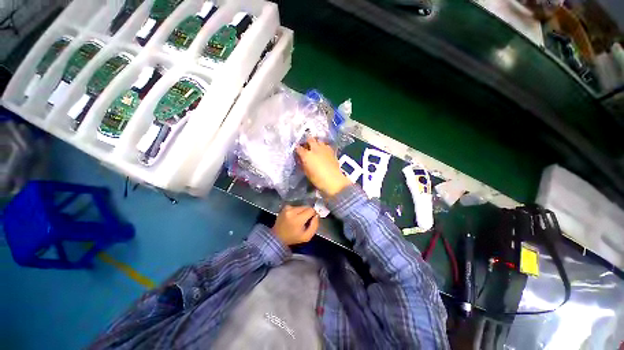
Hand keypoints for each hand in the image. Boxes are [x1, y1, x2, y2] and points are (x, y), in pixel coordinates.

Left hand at [272, 205, 319, 245]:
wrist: (277, 237)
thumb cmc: (293, 238)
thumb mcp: (307, 237)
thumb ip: (314, 226)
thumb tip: (317, 215)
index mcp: (297, 219)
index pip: (311, 210)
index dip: (313, 214)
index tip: (311, 220)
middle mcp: (292, 211)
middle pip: (306, 207)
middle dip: (308, 212)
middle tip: (305, 220)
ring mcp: (287, 208)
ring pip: (301, 206)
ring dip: (302, 212)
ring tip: (298, 219)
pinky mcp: (285, 207)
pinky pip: (296, 207)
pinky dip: (296, 211)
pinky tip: (293, 217)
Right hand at [296, 138, 350, 197]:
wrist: (334, 181)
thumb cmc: (318, 179)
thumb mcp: (307, 173)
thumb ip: (303, 164)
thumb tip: (302, 160)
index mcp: (307, 155)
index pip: (299, 148)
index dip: (297, 149)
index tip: (296, 151)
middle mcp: (315, 149)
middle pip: (309, 139)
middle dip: (307, 141)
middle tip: (306, 146)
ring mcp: (324, 148)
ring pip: (318, 140)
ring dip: (316, 143)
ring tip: (315, 148)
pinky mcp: (332, 151)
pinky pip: (326, 145)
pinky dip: (323, 146)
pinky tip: (323, 151)